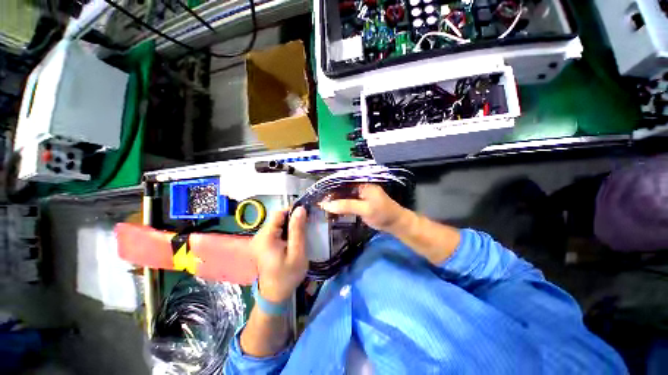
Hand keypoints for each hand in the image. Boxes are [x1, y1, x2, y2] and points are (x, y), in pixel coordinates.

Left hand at [251, 207, 307, 303]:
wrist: (275, 295)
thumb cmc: (288, 275)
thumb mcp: (297, 252)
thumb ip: (298, 230)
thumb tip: (300, 209)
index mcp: (266, 237)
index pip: (279, 213)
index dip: (293, 210)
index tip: (307, 213)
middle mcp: (259, 235)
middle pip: (278, 218)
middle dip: (293, 218)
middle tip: (307, 225)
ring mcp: (260, 240)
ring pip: (278, 224)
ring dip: (291, 225)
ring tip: (302, 232)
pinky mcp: (263, 244)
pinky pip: (276, 231)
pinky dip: (287, 231)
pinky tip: (294, 238)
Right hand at [319, 184, 409, 232]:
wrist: (396, 223)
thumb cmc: (383, 214)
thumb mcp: (365, 209)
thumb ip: (346, 206)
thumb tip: (326, 205)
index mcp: (362, 183)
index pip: (342, 181)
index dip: (330, 186)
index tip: (318, 193)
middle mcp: (359, 186)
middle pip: (341, 188)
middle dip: (330, 195)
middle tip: (318, 202)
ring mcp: (359, 194)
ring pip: (343, 195)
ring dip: (333, 201)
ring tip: (322, 207)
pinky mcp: (359, 202)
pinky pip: (346, 202)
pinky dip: (339, 206)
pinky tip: (331, 211)